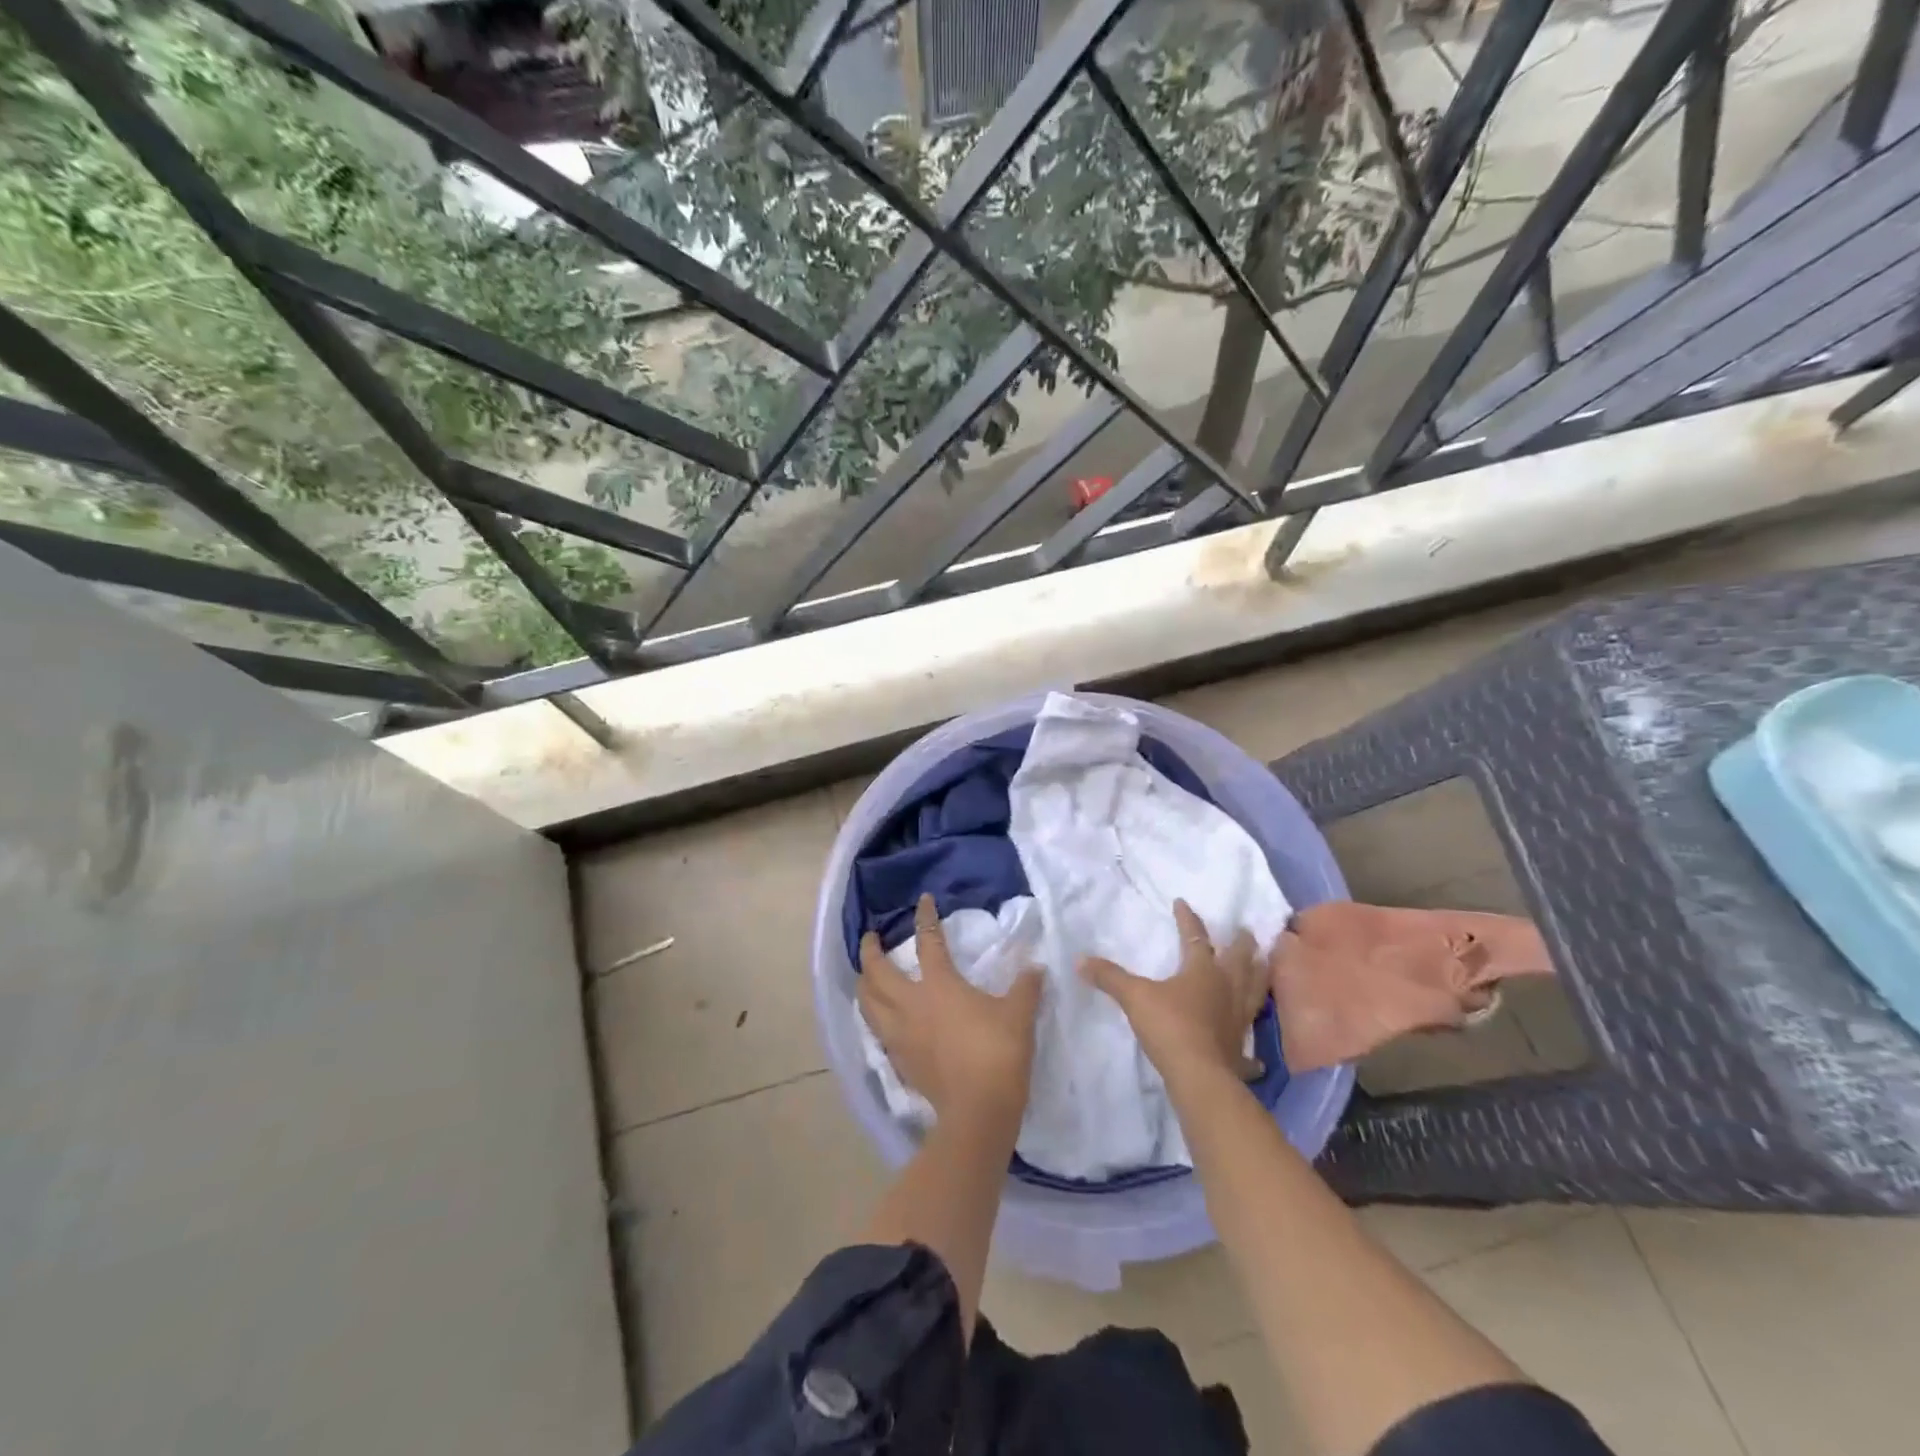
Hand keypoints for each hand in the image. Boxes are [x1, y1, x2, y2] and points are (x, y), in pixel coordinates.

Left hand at [859, 894, 1042, 1125]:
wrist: (978, 1110)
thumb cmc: (997, 1053)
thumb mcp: (1019, 1014)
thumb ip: (1026, 987)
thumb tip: (1037, 967)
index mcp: (939, 985)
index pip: (928, 940)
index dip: (926, 917)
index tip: (923, 900)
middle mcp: (911, 1004)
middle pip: (877, 972)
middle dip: (869, 951)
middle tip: (870, 938)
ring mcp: (900, 1034)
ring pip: (867, 1003)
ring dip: (863, 985)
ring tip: (865, 977)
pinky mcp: (898, 1060)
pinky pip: (876, 1031)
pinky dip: (873, 1017)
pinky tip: (880, 1019)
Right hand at [1079, 900, 1268, 1084]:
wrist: (1199, 1075)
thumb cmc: (1170, 1026)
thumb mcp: (1134, 996)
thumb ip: (1109, 977)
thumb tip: (1080, 959)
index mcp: (1203, 971)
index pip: (1196, 937)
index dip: (1187, 919)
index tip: (1182, 903)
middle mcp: (1227, 990)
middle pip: (1240, 960)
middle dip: (1242, 944)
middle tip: (1247, 931)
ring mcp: (1238, 1020)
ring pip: (1256, 993)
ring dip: (1260, 978)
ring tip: (1266, 967)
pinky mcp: (1240, 1050)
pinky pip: (1249, 1049)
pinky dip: (1253, 1052)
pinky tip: (1256, 1058)